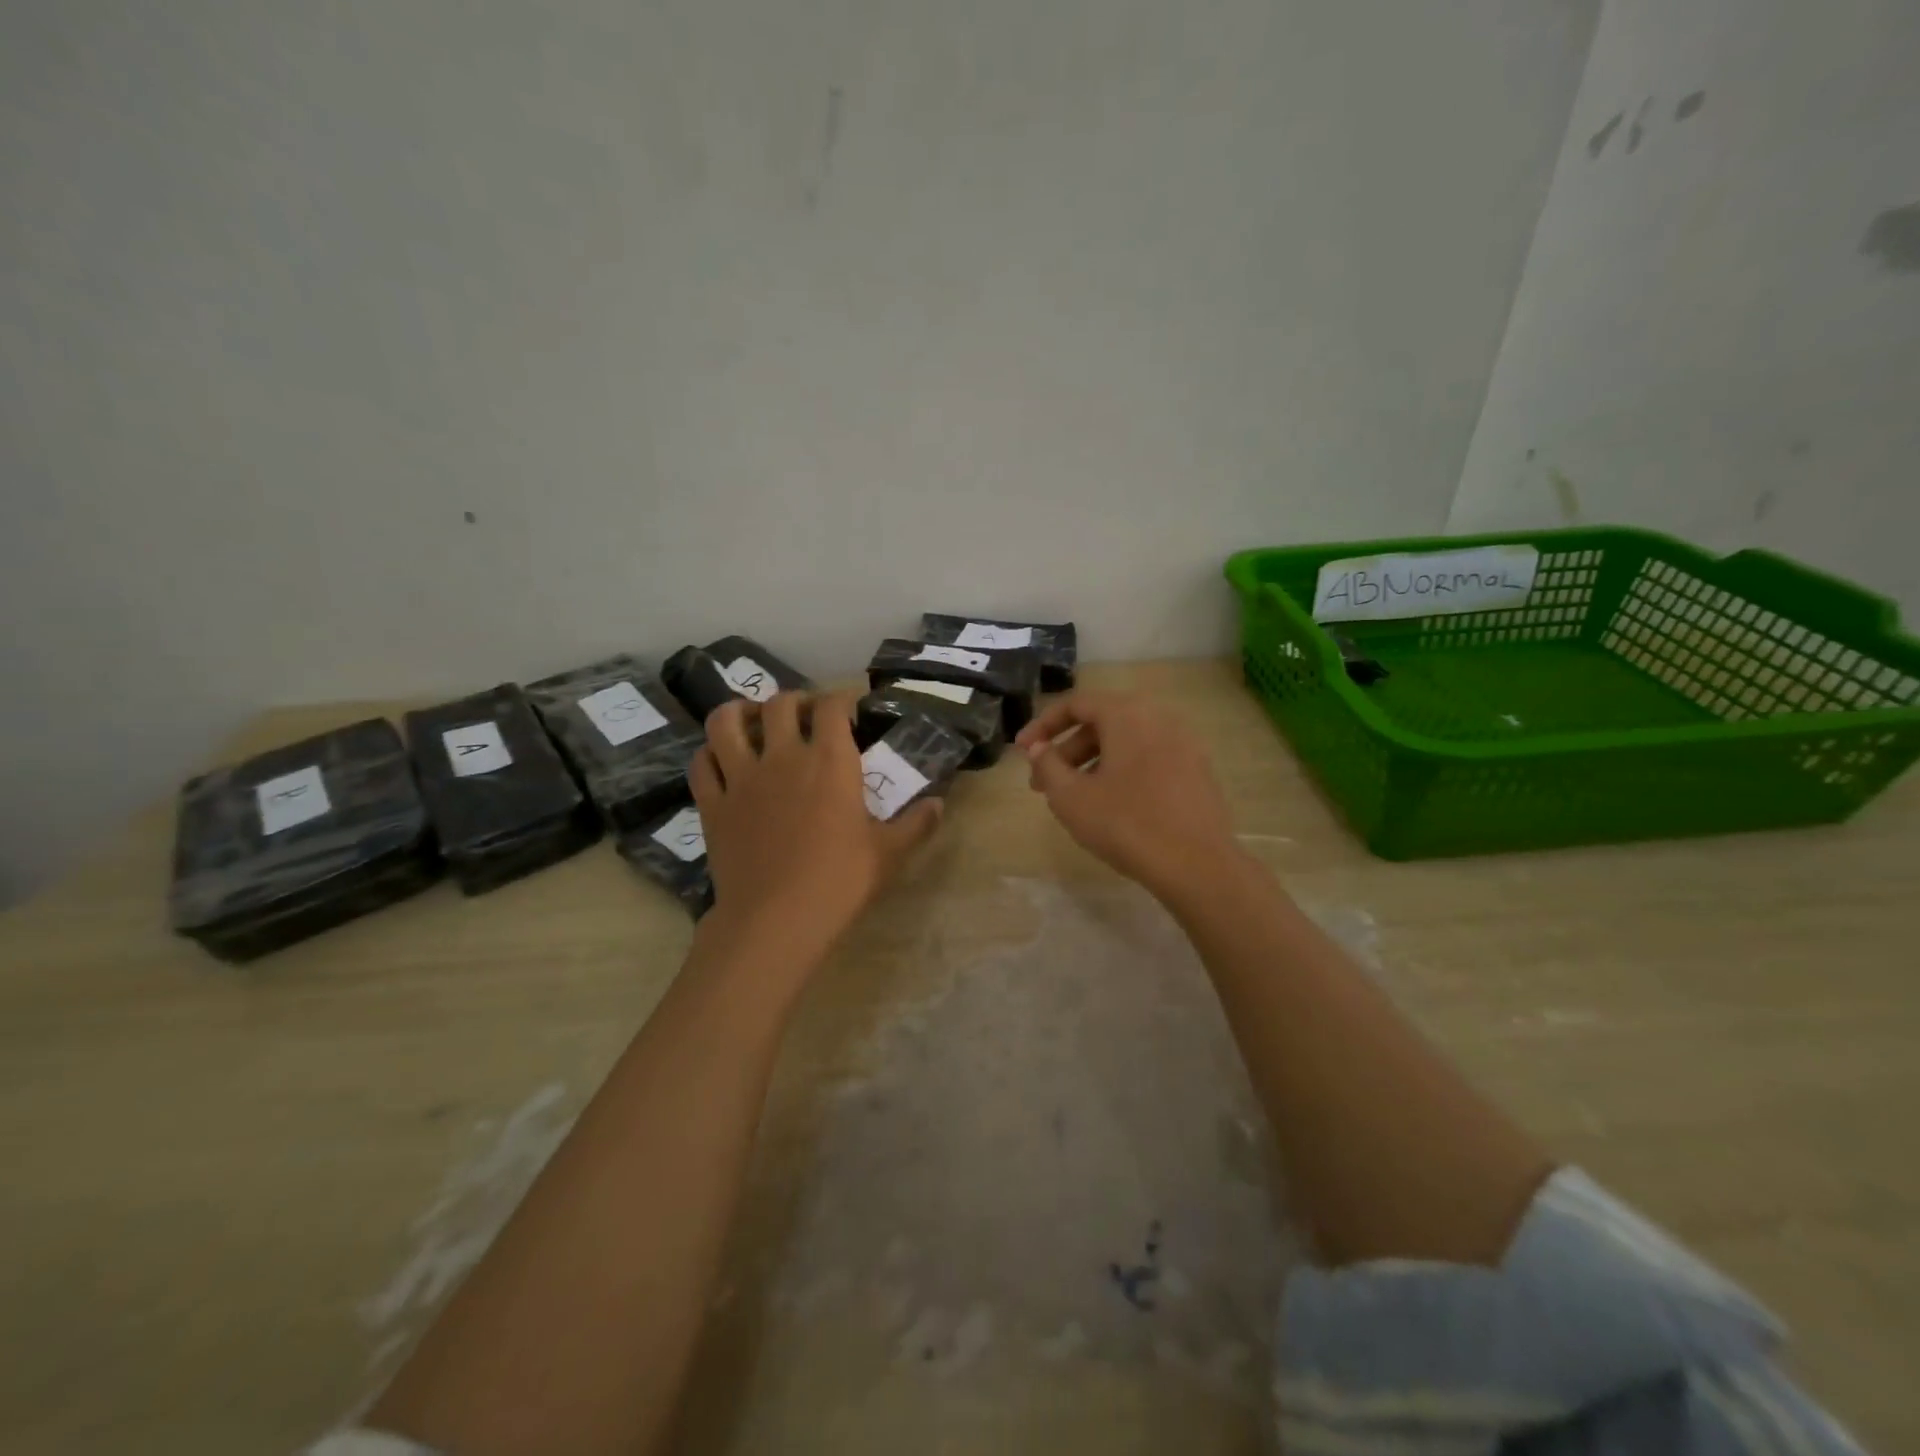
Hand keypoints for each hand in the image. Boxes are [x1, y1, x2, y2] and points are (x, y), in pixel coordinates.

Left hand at [691, 692, 942, 970]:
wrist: (776, 920)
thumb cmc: (839, 882)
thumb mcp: (888, 854)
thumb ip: (916, 824)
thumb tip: (939, 804)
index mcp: (830, 762)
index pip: (832, 706)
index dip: (841, 698)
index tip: (849, 706)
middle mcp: (783, 757)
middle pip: (780, 704)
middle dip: (795, 701)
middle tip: (805, 715)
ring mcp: (741, 778)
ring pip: (725, 722)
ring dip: (739, 712)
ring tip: (752, 721)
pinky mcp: (712, 804)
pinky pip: (701, 763)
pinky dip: (709, 753)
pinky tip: (720, 759)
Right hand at [1015, 691, 1240, 901]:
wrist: (1197, 865)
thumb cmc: (1126, 824)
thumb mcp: (1071, 797)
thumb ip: (1048, 765)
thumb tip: (1039, 749)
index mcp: (1128, 714)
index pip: (1076, 704)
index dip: (1042, 726)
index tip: (1022, 751)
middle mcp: (1159, 717)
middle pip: (1102, 723)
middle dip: (1066, 751)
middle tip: (1042, 784)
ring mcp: (1184, 743)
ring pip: (1126, 743)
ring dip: (1092, 763)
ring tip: (1073, 799)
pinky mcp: (1198, 770)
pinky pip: (1149, 758)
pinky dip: (1122, 771)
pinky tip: (1111, 805)